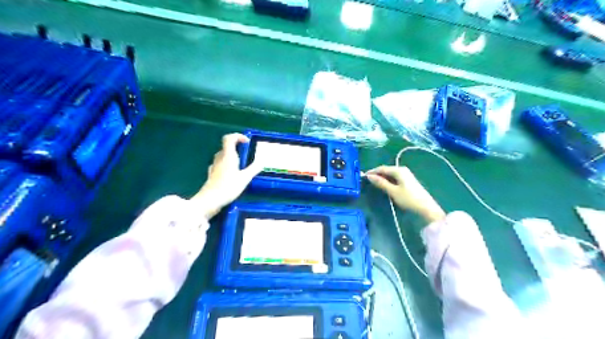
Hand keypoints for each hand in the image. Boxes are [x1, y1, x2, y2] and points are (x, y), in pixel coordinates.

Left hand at [190, 132, 262, 219]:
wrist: (209, 201)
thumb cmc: (228, 187)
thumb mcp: (244, 178)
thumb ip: (254, 168)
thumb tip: (263, 160)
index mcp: (228, 156)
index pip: (229, 138)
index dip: (238, 136)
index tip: (247, 142)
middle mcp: (220, 158)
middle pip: (226, 147)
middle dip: (237, 148)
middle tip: (247, 155)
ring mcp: (214, 166)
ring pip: (223, 156)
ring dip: (232, 157)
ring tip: (241, 166)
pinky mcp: (212, 174)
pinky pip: (220, 164)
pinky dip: (227, 165)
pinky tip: (232, 174)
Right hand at [364, 166, 442, 223]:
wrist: (426, 207)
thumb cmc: (408, 199)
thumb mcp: (393, 191)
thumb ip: (381, 183)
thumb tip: (369, 176)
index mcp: (399, 170)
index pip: (382, 168)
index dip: (372, 172)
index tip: (363, 176)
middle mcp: (402, 170)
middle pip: (386, 170)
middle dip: (377, 174)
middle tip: (367, 181)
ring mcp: (406, 175)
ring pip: (390, 174)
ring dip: (382, 178)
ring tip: (374, 184)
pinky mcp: (408, 181)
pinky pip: (395, 178)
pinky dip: (388, 181)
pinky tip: (385, 186)